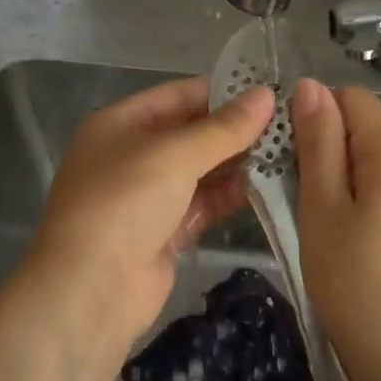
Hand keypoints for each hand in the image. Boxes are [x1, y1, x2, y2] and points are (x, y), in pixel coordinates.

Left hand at [28, 76, 273, 350]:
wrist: (90, 291)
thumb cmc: (123, 205)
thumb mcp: (173, 156)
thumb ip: (223, 128)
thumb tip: (266, 96)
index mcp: (120, 125)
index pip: (178, 95)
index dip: (223, 91)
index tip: (271, 90)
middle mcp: (132, 156)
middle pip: (191, 133)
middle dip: (236, 129)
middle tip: (290, 122)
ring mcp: (148, 196)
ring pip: (201, 171)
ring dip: (239, 163)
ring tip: (288, 150)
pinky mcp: (165, 232)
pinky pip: (203, 204)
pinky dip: (230, 195)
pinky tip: (268, 186)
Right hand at [292, 80, 380, 380]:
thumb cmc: (353, 277)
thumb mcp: (323, 205)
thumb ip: (318, 142)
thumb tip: (309, 86)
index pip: (353, 99)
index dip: (314, 110)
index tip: (281, 145)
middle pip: (363, 126)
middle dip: (322, 141)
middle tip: (285, 179)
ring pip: (368, 157)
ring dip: (332, 169)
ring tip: (302, 203)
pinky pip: (379, 184)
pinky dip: (350, 191)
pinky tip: (330, 223)